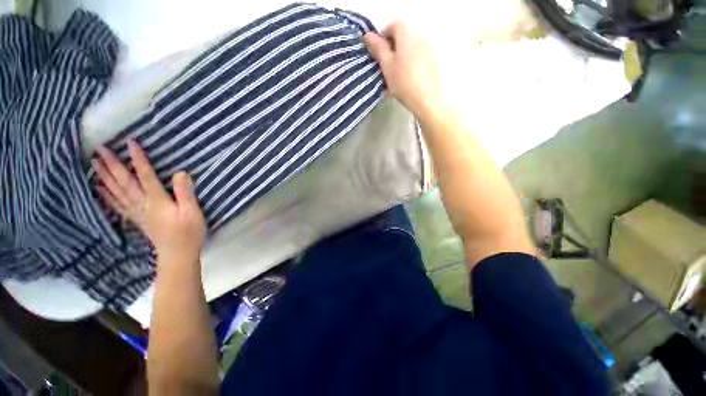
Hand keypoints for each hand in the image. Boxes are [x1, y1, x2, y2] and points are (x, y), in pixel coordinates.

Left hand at [94, 140, 205, 261]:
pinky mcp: (137, 220)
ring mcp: (137, 213)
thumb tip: (180, 172)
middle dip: (113, 165)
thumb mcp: (193, 212)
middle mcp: (143, 204)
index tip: (130, 143)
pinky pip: (118, 205)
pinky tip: (100, 189)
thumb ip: (185, 193)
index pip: (146, 176)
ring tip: (94, 164)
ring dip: (105, 177)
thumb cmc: (189, 232)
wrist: (178, 254)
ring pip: (117, 192)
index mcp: (157, 201)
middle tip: (100, 150)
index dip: (138, 159)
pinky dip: (107, 196)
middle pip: (125, 183)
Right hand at [364, 22, 443, 118]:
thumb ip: (378, 49)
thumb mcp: (387, 66)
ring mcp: (430, 50)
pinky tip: (405, 83)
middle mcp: (421, 38)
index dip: (382, 37)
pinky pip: (419, 60)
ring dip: (400, 61)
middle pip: (403, 38)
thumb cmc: (405, 83)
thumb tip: (369, 36)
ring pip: (410, 51)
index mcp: (407, 35)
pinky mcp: (435, 64)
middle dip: (391, 51)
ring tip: (394, 79)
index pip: (393, 26)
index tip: (377, 53)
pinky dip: (410, 68)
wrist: (428, 101)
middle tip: (384, 68)